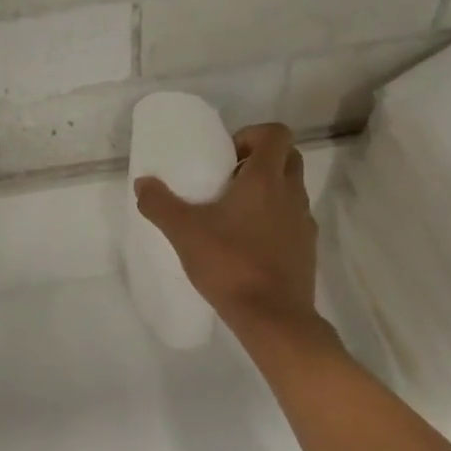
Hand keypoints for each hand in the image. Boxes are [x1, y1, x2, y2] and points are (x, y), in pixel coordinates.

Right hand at [135, 121, 323, 336]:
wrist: (273, 317)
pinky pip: (292, 219)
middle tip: (228, 179)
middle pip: (288, 157)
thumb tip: (143, 183)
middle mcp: (291, 194)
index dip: (252, 135)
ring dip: (267, 190)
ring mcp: (303, 222)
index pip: (276, 133)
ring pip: (291, 189)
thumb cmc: (229, 264)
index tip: (226, 156)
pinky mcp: (307, 248)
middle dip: (260, 159)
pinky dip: (274, 218)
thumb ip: (160, 204)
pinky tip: (247, 242)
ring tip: (233, 213)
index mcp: (265, 180)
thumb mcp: (184, 233)